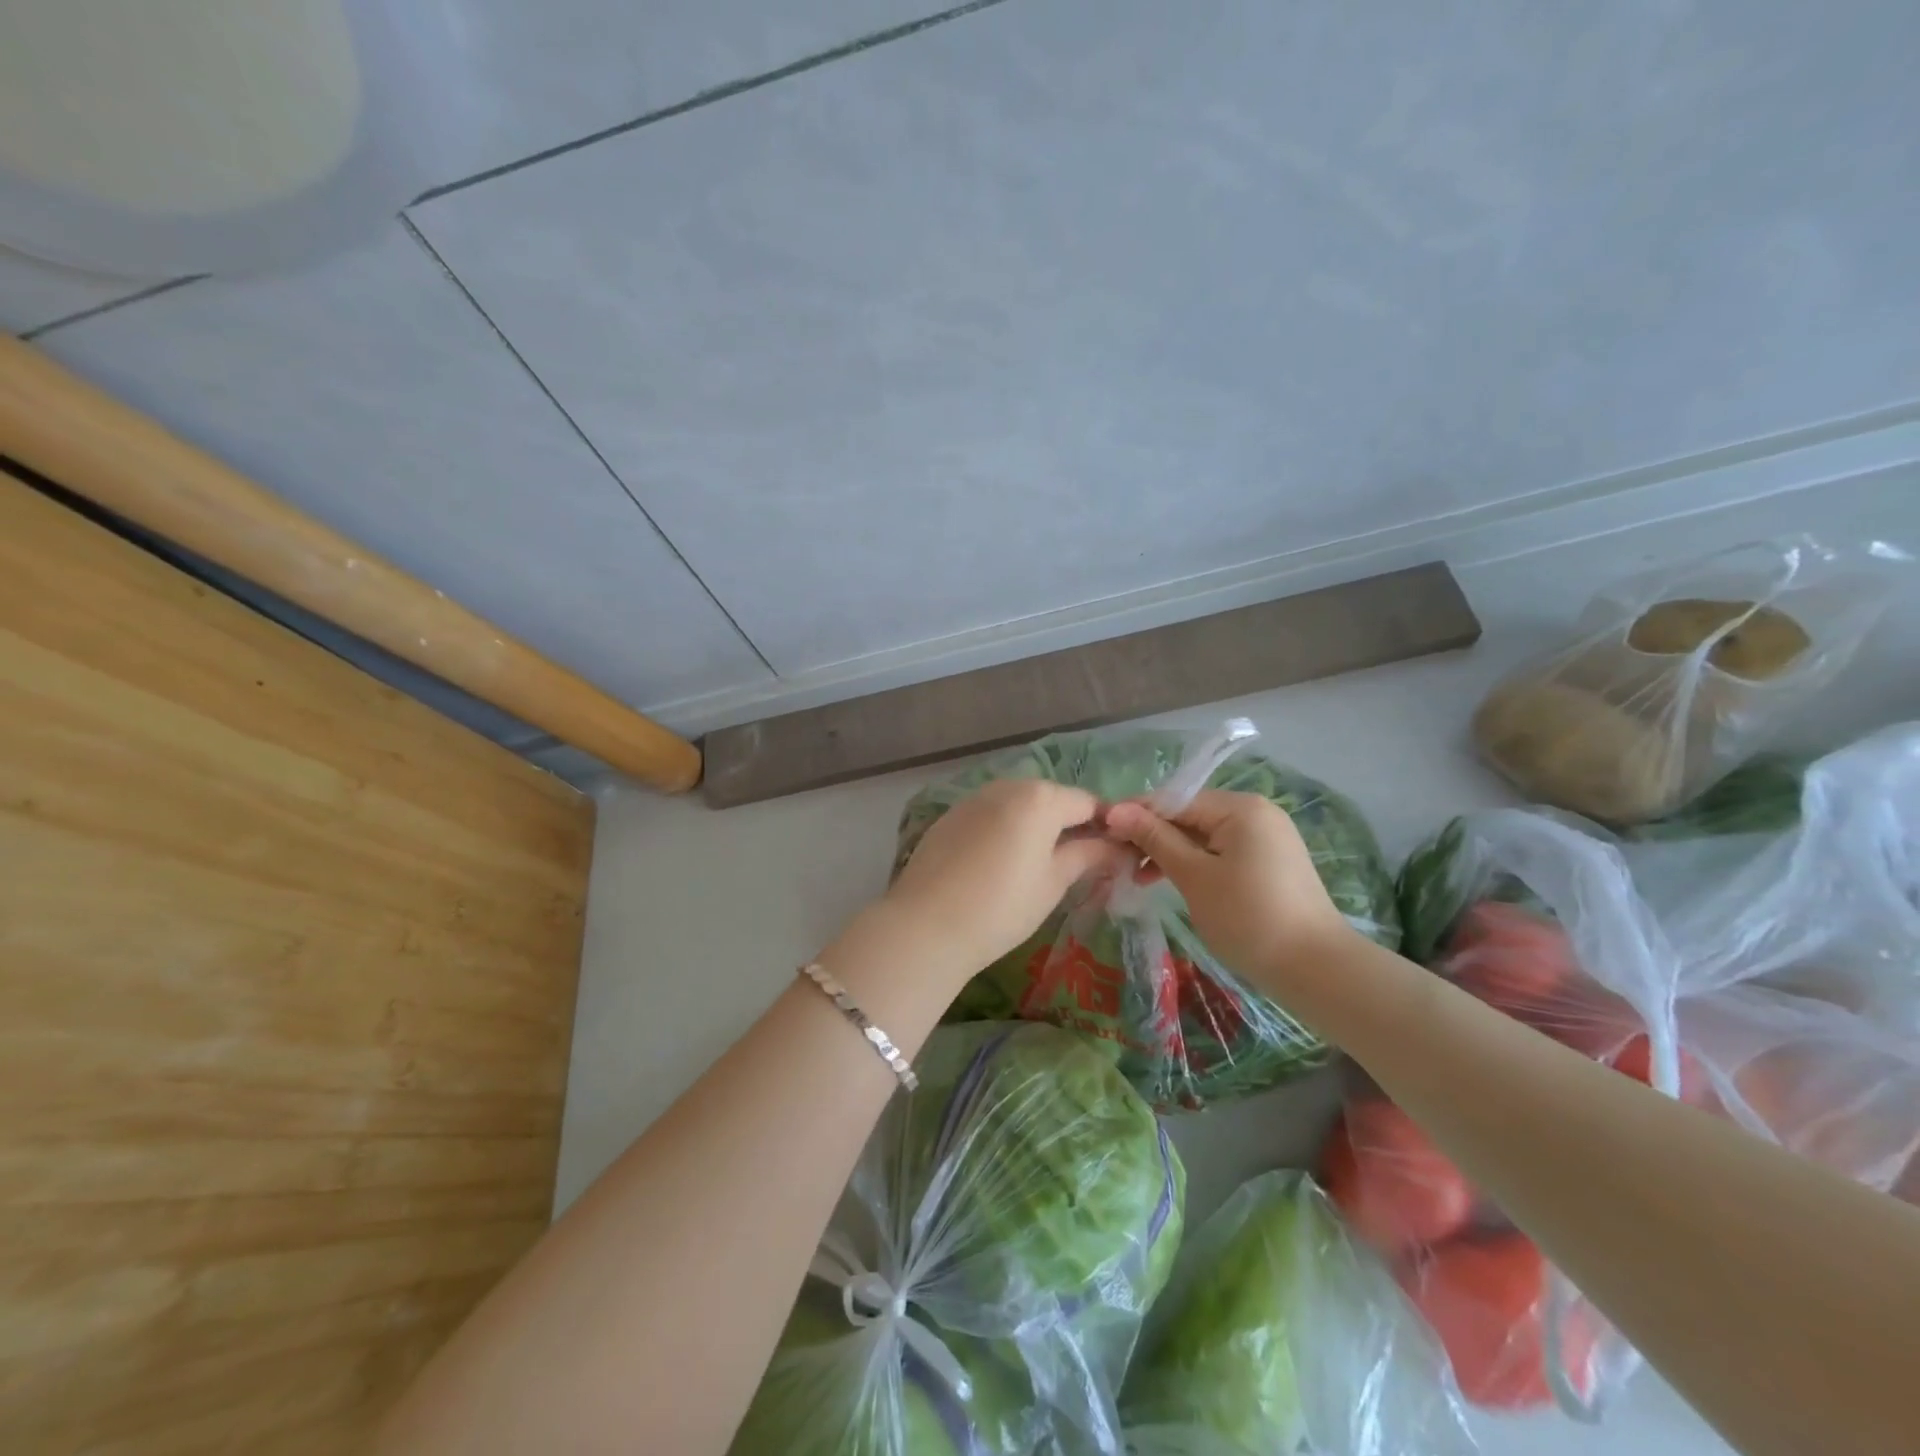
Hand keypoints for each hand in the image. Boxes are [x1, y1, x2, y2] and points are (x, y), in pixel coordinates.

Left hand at [881, 780, 1129, 983]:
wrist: (926, 925)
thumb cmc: (1002, 906)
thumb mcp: (1053, 882)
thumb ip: (1088, 855)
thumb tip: (1119, 847)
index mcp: (1040, 797)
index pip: (1088, 803)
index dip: (1107, 826)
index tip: (1116, 854)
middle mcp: (1007, 786)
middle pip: (1052, 799)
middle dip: (1071, 824)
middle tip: (1081, 864)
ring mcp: (974, 798)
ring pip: (1020, 805)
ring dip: (1037, 826)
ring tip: (1041, 867)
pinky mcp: (951, 816)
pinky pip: (992, 815)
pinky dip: (1006, 830)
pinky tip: (1002, 864)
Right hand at [1104, 789, 1356, 988]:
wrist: (1316, 970)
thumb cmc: (1248, 917)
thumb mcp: (1194, 876)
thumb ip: (1155, 839)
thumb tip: (1116, 810)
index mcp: (1240, 807)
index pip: (1174, 800)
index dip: (1136, 815)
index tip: (1102, 834)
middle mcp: (1256, 813)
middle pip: (1189, 815)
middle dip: (1152, 837)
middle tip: (1118, 862)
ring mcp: (1266, 838)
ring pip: (1203, 836)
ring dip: (1170, 853)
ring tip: (1139, 878)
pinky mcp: (1269, 863)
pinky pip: (1221, 852)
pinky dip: (1195, 865)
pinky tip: (1171, 882)